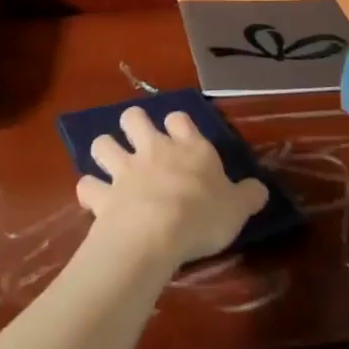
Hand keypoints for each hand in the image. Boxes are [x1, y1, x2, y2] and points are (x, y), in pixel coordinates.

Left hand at [76, 109, 267, 268]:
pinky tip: (95, 201)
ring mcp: (124, 169)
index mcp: (189, 148)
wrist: (157, 231)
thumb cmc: (203, 215)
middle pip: (134, 117)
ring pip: (102, 143)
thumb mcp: (237, 208)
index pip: (180, 118)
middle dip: (133, 125)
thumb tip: (260, 189)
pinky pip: (87, 185)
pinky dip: (90, 191)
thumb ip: (248, 196)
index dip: (178, 124)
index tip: (180, 135)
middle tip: (138, 142)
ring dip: (105, 151)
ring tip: (110, 167)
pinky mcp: (103, 194)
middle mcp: (154, 150)